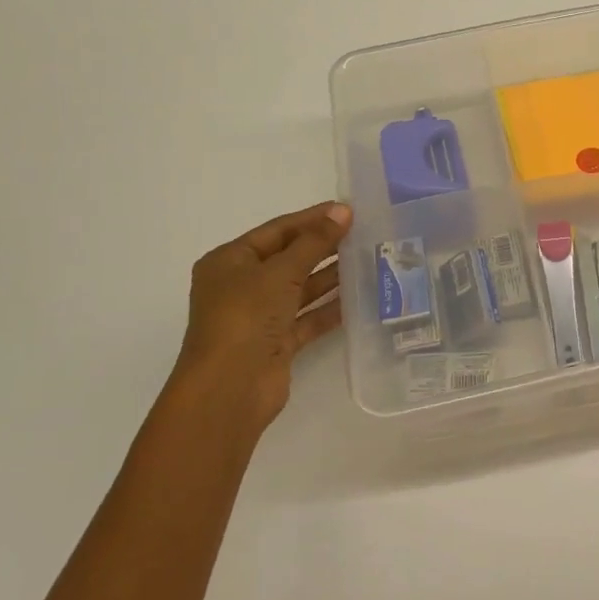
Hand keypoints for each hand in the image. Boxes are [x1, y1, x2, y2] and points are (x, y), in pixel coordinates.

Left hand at [171, 201, 353, 429]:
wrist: (229, 389)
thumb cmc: (245, 317)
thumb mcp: (281, 272)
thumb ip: (314, 241)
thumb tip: (342, 211)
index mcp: (230, 261)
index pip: (277, 230)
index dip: (312, 219)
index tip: (348, 210)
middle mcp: (241, 286)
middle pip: (289, 258)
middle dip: (324, 247)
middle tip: (364, 234)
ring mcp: (259, 316)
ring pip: (301, 289)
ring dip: (331, 276)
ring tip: (369, 261)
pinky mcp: (276, 343)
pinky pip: (307, 318)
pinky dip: (330, 308)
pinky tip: (360, 298)